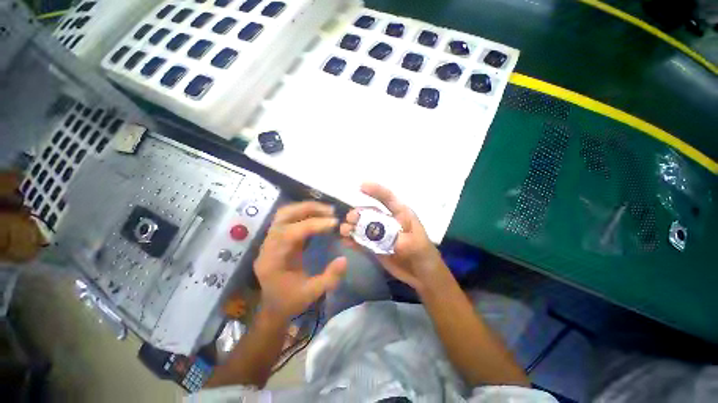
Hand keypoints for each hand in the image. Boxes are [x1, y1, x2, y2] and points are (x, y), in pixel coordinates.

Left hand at [254, 202, 347, 320]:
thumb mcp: (312, 294)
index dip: (313, 225)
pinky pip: (290, 218)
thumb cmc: (290, 301)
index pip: (290, 233)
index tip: (333, 223)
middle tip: (331, 211)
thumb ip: (329, 278)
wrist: (272, 306)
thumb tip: (344, 259)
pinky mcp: (278, 237)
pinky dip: (305, 213)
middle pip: (284, 216)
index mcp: (272, 260)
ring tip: (327, 211)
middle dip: (308, 209)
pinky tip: (319, 216)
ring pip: (285, 213)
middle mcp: (268, 245)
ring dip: (307, 208)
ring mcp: (271, 239)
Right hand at [339, 183, 447, 291]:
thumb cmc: (425, 256)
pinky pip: (362, 242)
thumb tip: (384, 237)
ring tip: (344, 231)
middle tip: (350, 219)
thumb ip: (403, 241)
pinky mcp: (375, 247)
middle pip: (371, 212)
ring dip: (353, 227)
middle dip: (359, 213)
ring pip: (363, 226)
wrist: (423, 277)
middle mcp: (389, 222)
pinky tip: (345, 241)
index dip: (376, 190)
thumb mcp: (418, 246)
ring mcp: (381, 235)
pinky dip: (353, 241)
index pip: (388, 198)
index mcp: (401, 215)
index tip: (361, 186)